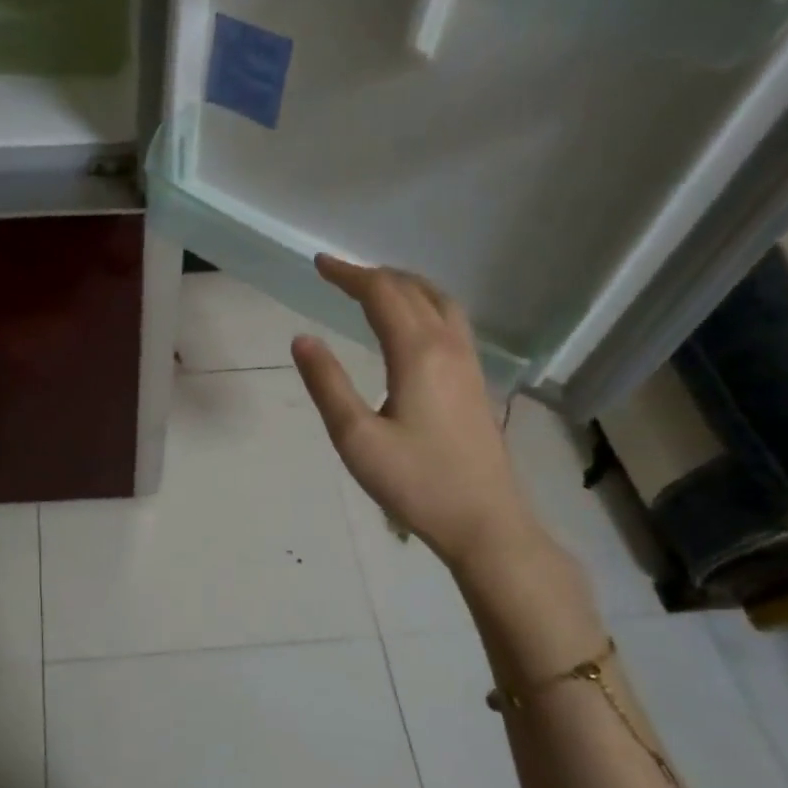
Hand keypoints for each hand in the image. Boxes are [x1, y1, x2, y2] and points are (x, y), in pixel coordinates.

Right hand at [291, 254, 540, 571]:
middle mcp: (448, 346)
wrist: (485, 523)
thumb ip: (327, 384)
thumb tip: (302, 339)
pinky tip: (411, 325)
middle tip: (337, 274)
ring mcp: (469, 363)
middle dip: (372, 275)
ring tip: (374, 288)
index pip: (382, 294)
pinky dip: (424, 304)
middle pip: (412, 290)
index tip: (319, 264)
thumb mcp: (356, 438)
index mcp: (418, 353)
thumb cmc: (416, 482)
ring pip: (439, 302)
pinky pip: (451, 321)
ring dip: (404, 285)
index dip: (349, 274)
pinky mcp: (476, 382)